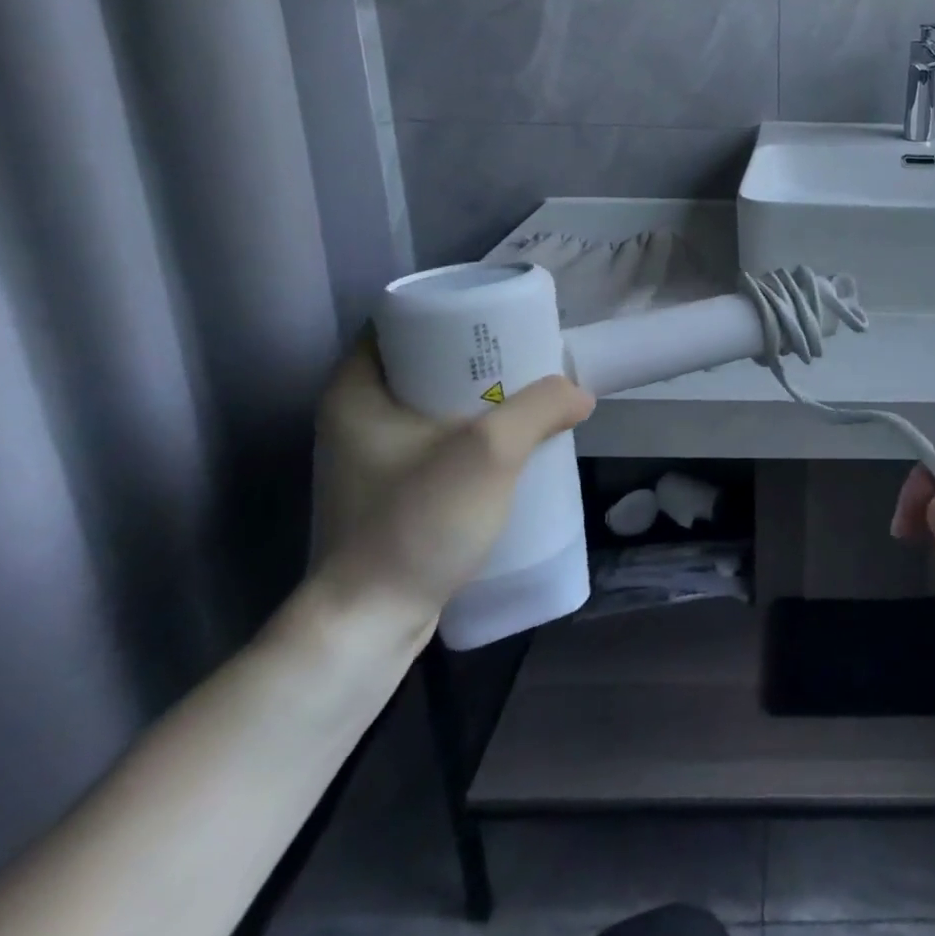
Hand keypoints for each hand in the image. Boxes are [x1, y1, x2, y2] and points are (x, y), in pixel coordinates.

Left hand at [310, 337, 592, 633]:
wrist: (368, 624)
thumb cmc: (416, 522)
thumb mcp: (490, 451)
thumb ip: (541, 408)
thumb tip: (579, 393)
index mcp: (356, 390)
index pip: (401, 321)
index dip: (453, 311)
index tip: (500, 317)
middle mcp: (355, 416)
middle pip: (424, 362)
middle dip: (477, 356)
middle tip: (527, 355)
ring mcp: (370, 458)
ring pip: (433, 404)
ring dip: (479, 397)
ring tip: (529, 397)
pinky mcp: (389, 491)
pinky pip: (436, 440)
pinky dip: (470, 432)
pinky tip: (509, 445)